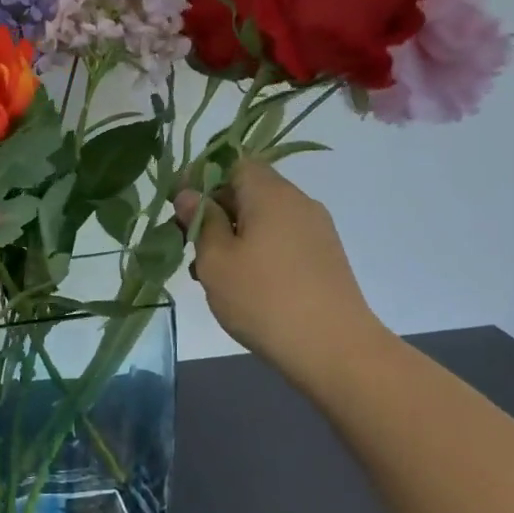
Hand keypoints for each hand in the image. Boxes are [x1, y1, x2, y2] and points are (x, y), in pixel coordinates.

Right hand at [175, 161, 388, 390]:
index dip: (204, 180)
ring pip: (264, 219)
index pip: (234, 164)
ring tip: (212, 274)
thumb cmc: (263, 298)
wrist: (333, 348)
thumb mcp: (216, 260)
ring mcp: (316, 231)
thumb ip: (200, 222)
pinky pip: (282, 240)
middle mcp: (299, 203)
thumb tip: (189, 194)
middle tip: (189, 247)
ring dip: (234, 236)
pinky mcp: (324, 258)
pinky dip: (257, 252)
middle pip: (249, 192)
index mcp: (271, 194)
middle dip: (215, 213)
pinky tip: (243, 285)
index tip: (180, 208)